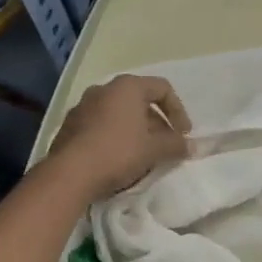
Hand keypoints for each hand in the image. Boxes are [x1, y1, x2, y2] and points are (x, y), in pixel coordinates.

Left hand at [43, 74, 190, 201]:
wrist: (69, 174)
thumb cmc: (118, 152)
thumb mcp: (154, 150)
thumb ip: (176, 144)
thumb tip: (192, 146)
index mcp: (127, 87)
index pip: (162, 88)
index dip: (178, 111)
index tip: (183, 134)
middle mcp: (103, 89)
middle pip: (139, 101)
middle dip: (156, 123)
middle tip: (165, 146)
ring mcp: (82, 106)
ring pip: (118, 114)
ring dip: (135, 130)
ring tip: (142, 154)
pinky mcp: (69, 126)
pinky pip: (100, 126)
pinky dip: (114, 137)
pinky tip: (117, 159)